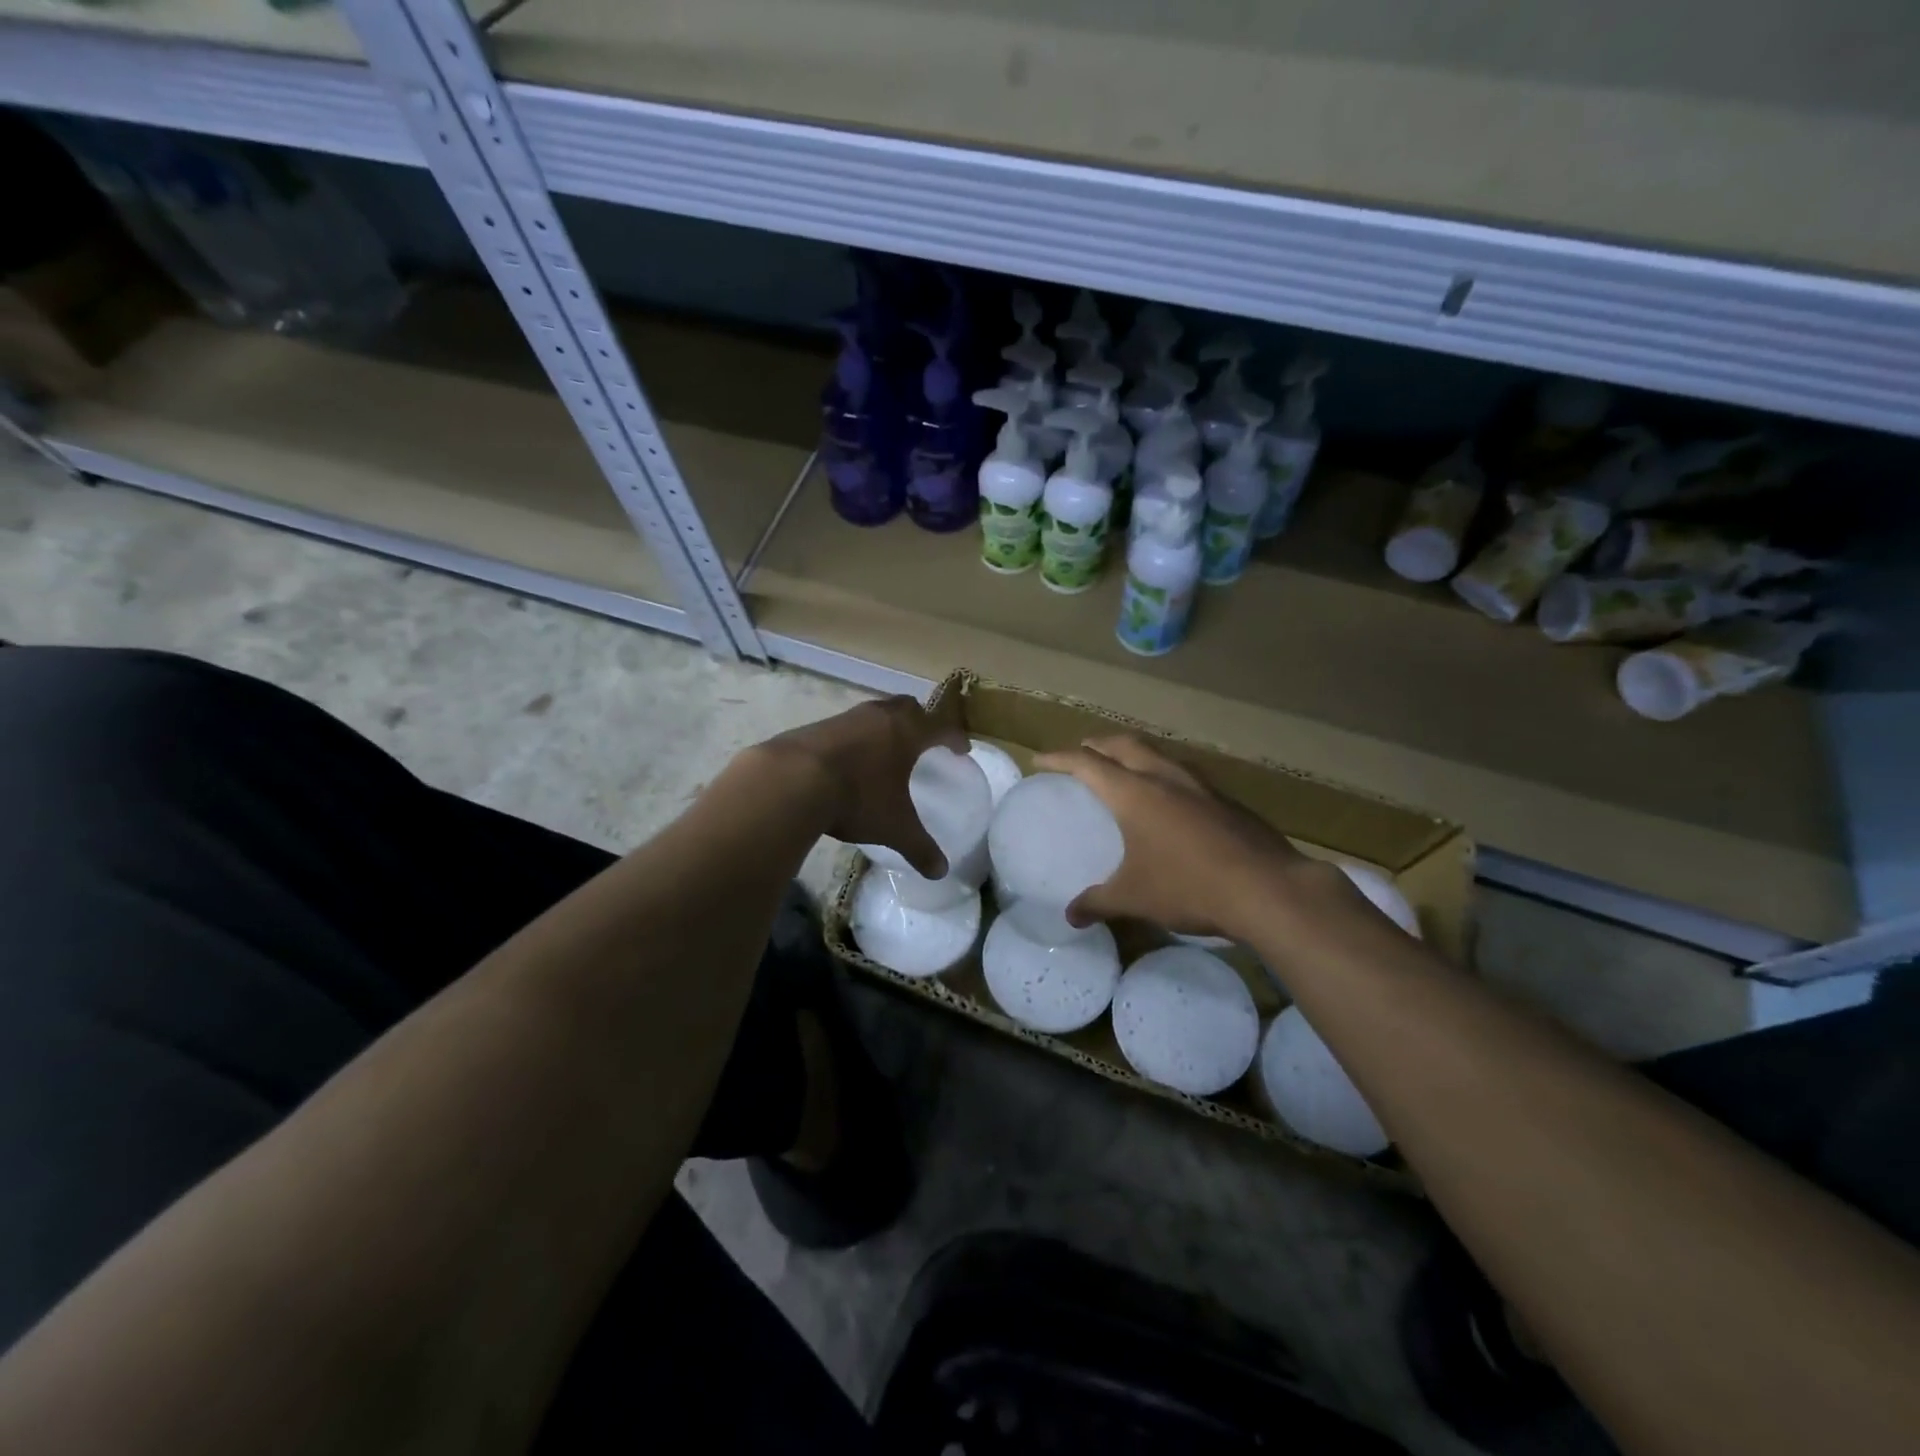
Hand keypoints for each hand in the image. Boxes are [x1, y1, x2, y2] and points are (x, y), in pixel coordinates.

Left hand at [754, 697, 969, 877]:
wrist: (791, 780)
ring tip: (885, 751)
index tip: (962, 749)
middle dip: (920, 721)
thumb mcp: (894, 827)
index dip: (955, 738)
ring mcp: (845, 718)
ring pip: (874, 713)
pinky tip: (848, 761)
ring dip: (884, 727)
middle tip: (923, 740)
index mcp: (907, 732)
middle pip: (908, 707)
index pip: (941, 727)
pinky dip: (855, 739)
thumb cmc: (858, 798)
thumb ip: (919, 847)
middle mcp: (879, 716)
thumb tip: (941, 871)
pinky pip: (846, 727)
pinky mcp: (816, 726)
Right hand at [1033, 735, 1313, 938]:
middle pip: (1122, 744)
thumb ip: (1098, 903)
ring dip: (1132, 753)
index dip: (1059, 758)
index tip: (1039, 760)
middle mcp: (1164, 777)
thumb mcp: (1135, 898)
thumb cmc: (1190, 887)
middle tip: (1079, 755)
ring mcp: (1199, 784)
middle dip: (1095, 745)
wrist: (1269, 889)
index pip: (1087, 763)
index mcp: (1134, 793)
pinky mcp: (1225, 798)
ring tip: (1121, 769)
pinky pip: (1182, 772)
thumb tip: (1070, 916)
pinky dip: (1162, 772)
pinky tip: (1168, 798)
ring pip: (1156, 753)